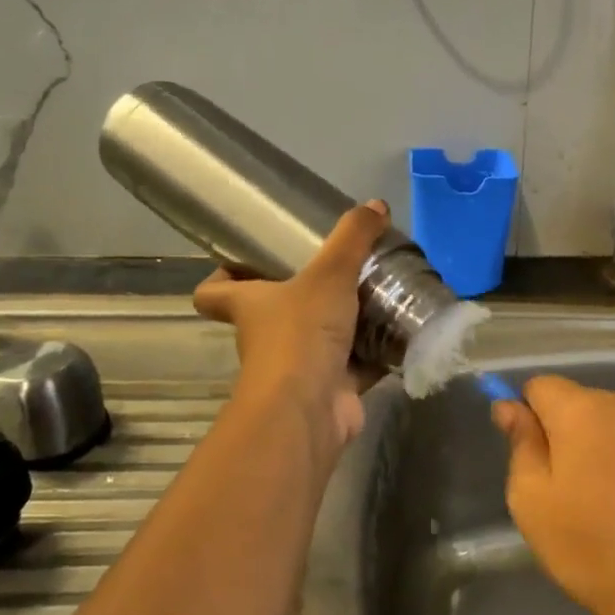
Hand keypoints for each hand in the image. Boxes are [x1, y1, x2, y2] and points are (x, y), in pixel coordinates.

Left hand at [193, 201, 388, 449]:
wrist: (309, 409)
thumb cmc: (301, 334)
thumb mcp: (329, 274)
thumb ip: (352, 238)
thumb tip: (376, 205)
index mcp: (250, 305)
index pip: (214, 291)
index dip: (222, 275)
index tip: (246, 259)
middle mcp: (267, 336)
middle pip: (275, 312)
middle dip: (303, 294)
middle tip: (338, 269)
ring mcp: (299, 366)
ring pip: (320, 338)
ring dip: (345, 322)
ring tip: (378, 293)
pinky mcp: (332, 387)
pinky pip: (356, 364)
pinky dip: (376, 351)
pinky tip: (400, 332)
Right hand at [492, 376, 614, 614]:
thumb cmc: (593, 549)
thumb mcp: (533, 502)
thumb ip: (521, 444)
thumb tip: (509, 406)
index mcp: (585, 410)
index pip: (541, 386)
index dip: (528, 415)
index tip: (531, 457)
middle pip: (584, 404)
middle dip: (569, 434)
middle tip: (567, 490)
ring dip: (608, 451)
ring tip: (611, 506)